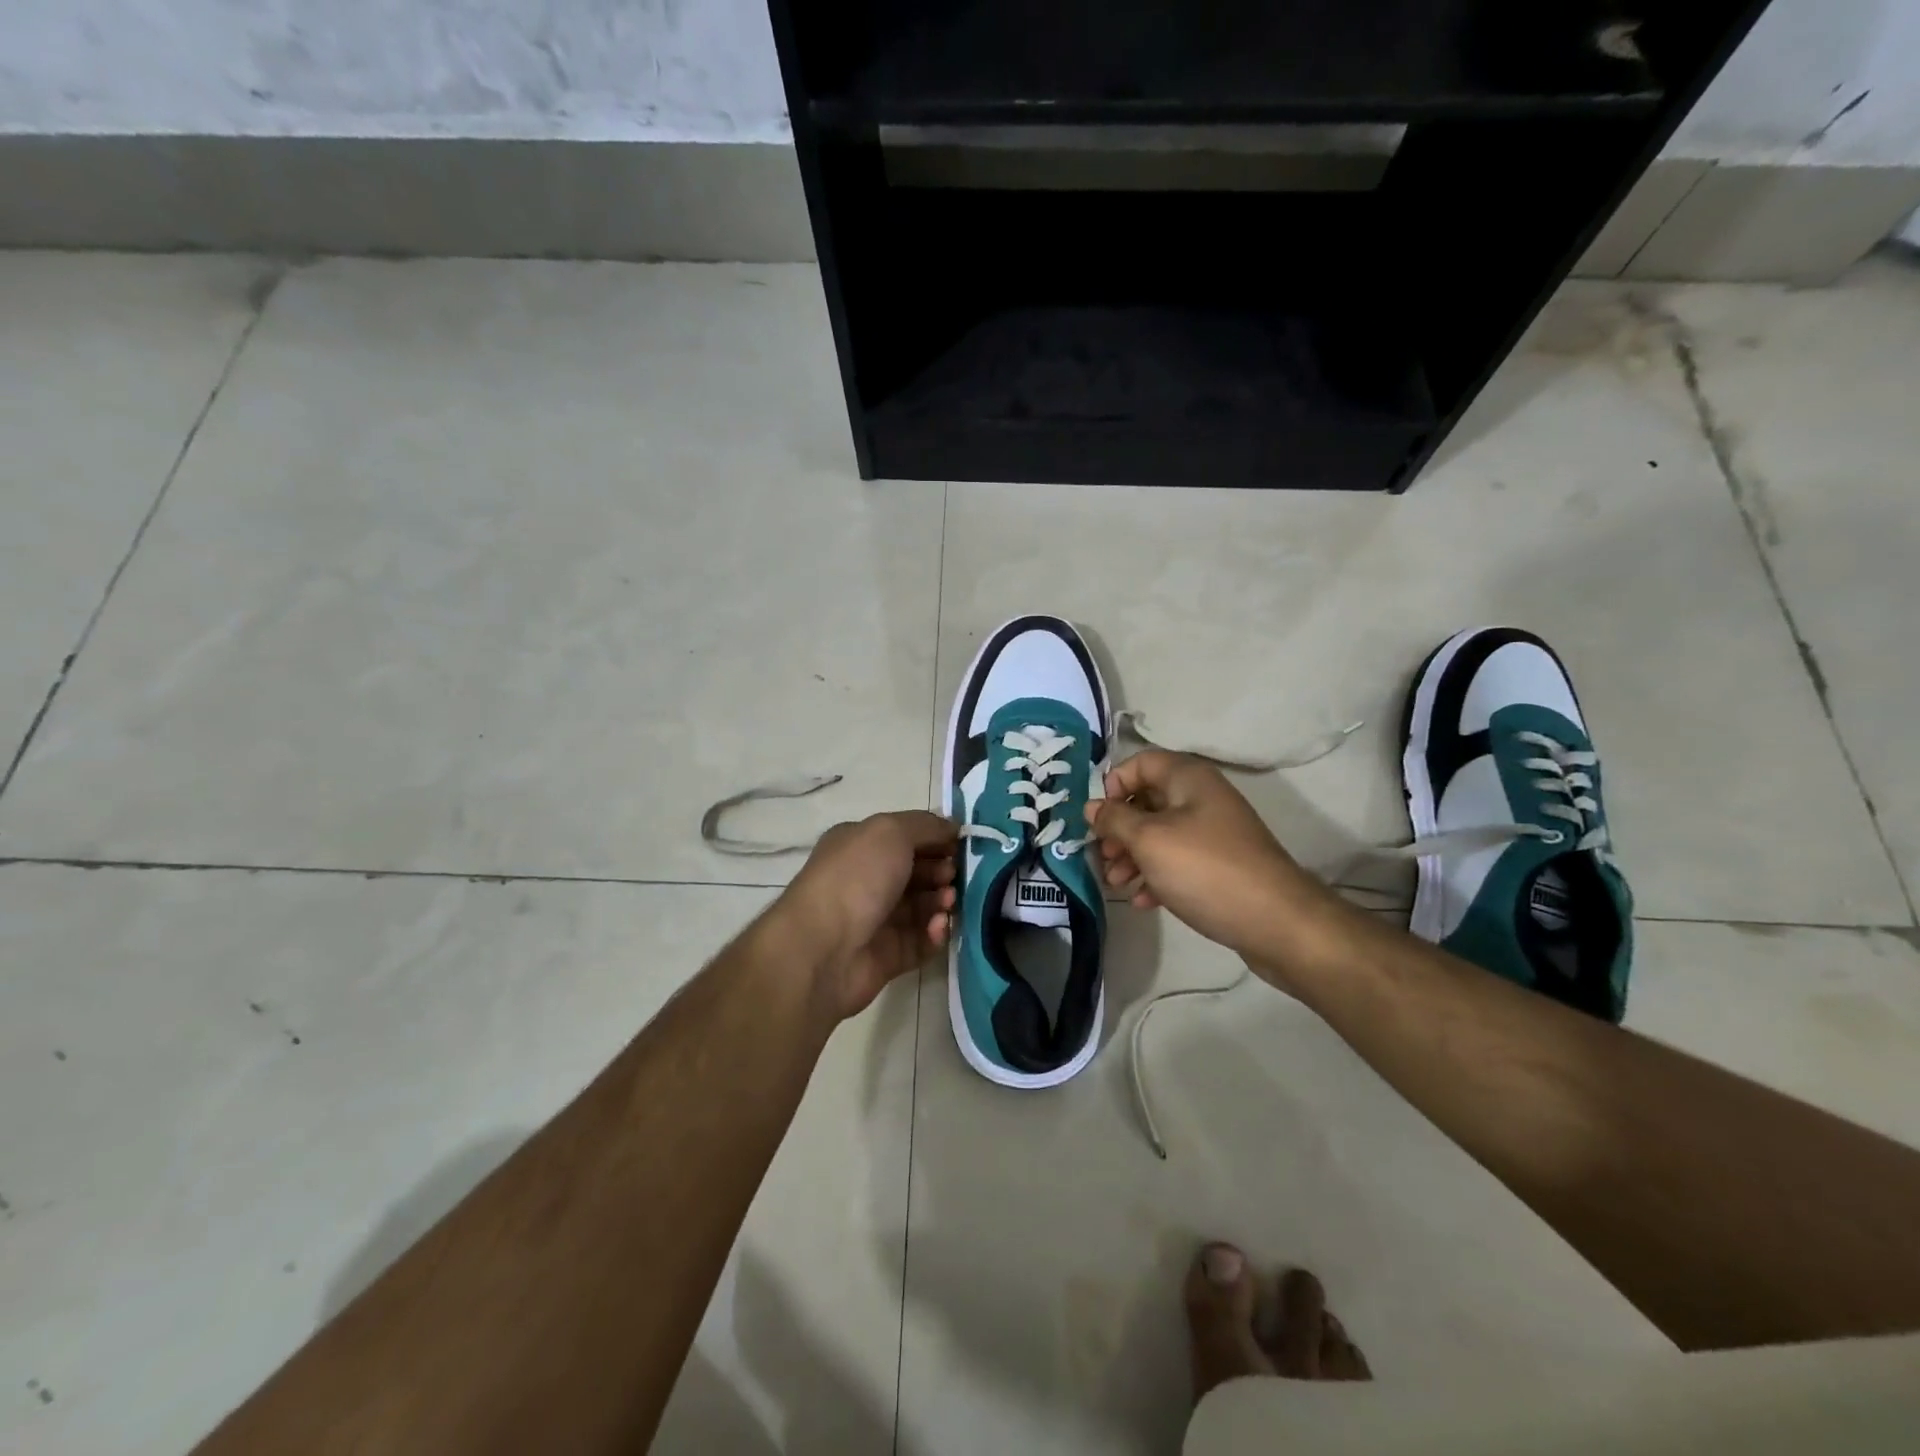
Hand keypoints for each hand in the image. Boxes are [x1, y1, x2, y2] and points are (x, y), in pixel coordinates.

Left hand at [778, 811, 957, 1019]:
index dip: (935, 838)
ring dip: (942, 901)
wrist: (822, 949)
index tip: (961, 844)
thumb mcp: (890, 831)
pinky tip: (937, 927)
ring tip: (948, 902)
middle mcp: (865, 880)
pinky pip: (921, 941)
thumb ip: (926, 825)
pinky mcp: (887, 956)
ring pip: (922, 907)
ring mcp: (876, 920)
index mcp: (859, 845)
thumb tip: (952, 828)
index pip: (905, 836)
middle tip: (952, 876)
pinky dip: (934, 933)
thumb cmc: (855, 878)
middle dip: (942, 870)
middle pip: (916, 872)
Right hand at [1085, 751, 1326, 965]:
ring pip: (1160, 834)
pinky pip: (1178, 861)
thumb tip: (1091, 806)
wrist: (1276, 922)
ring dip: (1132, 856)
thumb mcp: (1149, 840)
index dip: (1114, 785)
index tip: (1099, 818)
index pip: (1140, 763)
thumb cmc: (1205, 870)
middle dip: (1119, 828)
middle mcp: (1202, 798)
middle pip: (1147, 800)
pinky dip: (1156, 875)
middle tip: (1102, 856)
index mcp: (1188, 779)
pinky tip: (1142, 900)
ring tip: (1116, 883)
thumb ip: (1114, 820)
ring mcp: (1213, 833)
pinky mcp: (1219, 866)